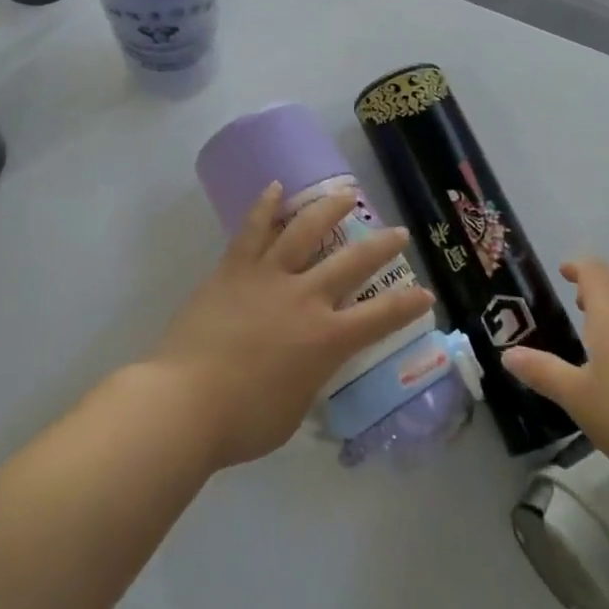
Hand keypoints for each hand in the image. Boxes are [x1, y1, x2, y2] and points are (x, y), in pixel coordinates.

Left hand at [154, 183, 435, 469]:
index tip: (425, 293)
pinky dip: (265, 206)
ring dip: (329, 209)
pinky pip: (252, 230)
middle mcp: (305, 298)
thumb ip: (308, 381)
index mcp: (326, 339)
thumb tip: (308, 369)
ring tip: (346, 193)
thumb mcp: (293, 411)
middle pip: (352, 263)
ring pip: (305, 231)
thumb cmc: (242, 421)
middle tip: (399, 232)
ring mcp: (268, 277)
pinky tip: (275, 186)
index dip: (407, 305)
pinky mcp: (234, 269)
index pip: (380, 318)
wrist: (183, 403)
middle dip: (381, 246)